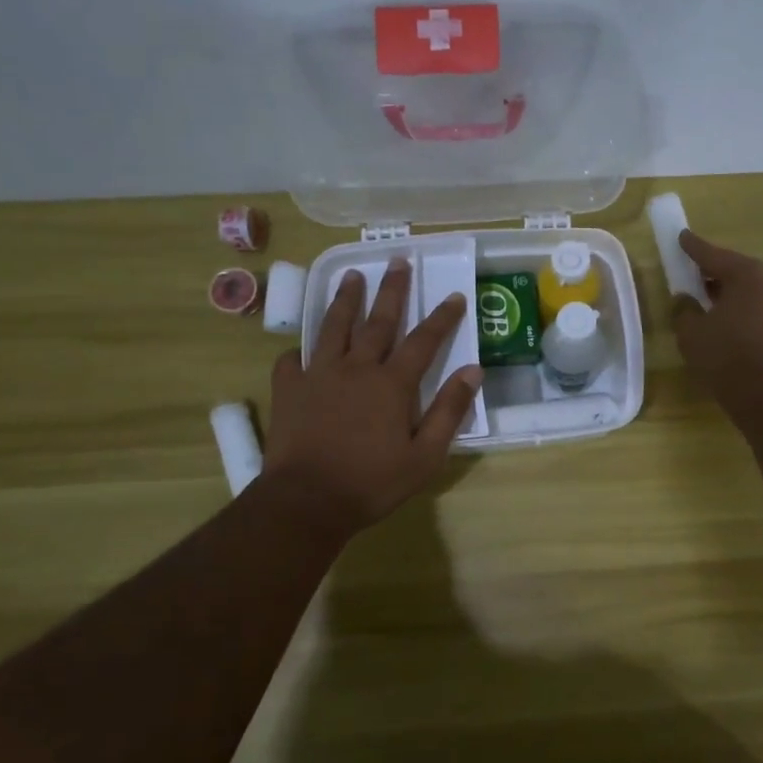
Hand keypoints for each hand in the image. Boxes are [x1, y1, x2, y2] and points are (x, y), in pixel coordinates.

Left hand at [263, 260, 481, 540]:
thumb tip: (473, 372)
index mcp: (392, 384)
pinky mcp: (289, 389)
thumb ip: (449, 411)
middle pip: (378, 321)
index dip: (442, 317)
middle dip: (392, 290)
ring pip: (334, 327)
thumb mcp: (425, 456)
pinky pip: (292, 360)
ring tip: (351, 275)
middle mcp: (356, 368)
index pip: (424, 341)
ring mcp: (318, 375)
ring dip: (345, 299)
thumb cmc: (372, 482)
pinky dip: (299, 351)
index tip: (454, 296)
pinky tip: (301, 349)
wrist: (306, 501)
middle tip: (398, 261)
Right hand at [672, 230, 762, 402]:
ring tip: (705, 299)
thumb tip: (685, 300)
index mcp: (747, 273)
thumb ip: (684, 309)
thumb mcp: (691, 331)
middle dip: (712, 271)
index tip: (681, 236)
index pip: (713, 255)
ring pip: (749, 288)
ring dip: (727, 291)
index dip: (693, 247)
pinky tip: (724, 318)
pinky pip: (758, 304)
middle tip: (691, 273)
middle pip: (735, 269)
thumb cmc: (725, 355)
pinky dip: (741, 306)